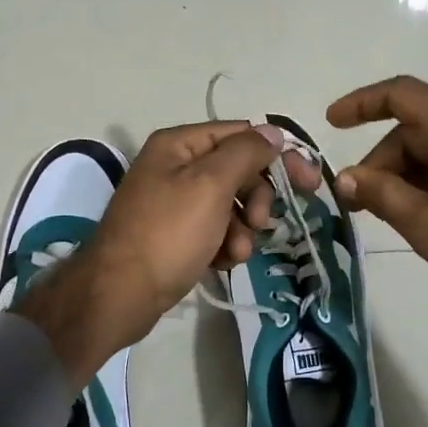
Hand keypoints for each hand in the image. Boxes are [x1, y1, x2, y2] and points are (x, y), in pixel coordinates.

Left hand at [17, 122, 319, 386]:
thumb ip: (245, 153)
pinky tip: (221, 262)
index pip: (243, 134)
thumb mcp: (210, 185)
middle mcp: (176, 166)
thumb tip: (272, 132)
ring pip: (231, 205)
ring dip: (242, 229)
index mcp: (180, 144)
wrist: (119, 294)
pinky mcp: (176, 235)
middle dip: (255, 199)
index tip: (308, 183)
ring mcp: (175, 202)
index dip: (278, 155)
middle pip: (238, 170)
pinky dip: (225, 245)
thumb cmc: (167, 233)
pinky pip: (216, 231)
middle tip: (259, 222)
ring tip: (234, 252)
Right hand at [326, 76, 427, 334]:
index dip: (361, 104)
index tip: (331, 124)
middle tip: (360, 205)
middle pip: (420, 128)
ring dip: (410, 176)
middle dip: (384, 162)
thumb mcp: (425, 223)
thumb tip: (346, 178)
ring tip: (394, 218)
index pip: (402, 95)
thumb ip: (380, 194)